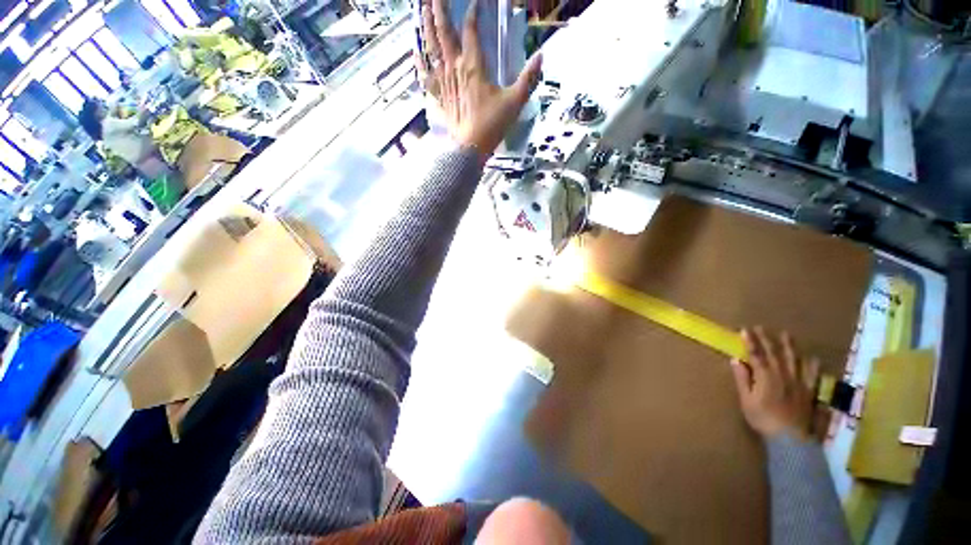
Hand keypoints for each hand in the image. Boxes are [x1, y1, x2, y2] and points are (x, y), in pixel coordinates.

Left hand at [417, 0, 542, 156]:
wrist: (470, 148)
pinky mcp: (438, 95)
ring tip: (423, 7)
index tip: (476, 2)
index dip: (473, 12)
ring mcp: (443, 81)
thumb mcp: (515, 102)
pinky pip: (426, 74)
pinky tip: (415, 49)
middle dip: (440, 9)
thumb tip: (541, 56)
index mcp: (473, 66)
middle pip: (444, 32)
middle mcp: (454, 67)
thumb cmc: (492, 125)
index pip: (471, 29)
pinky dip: (420, 60)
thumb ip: (528, 79)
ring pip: (431, 47)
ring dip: (426, 25)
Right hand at [730, 327, 820, 439]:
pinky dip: (812, 365)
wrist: (789, 439)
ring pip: (794, 360)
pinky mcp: (808, 391)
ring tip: (786, 335)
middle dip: (766, 339)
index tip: (745, 330)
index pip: (756, 355)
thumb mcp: (746, 400)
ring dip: (789, 346)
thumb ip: (742, 379)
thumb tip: (735, 360)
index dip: (750, 342)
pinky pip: (812, 375)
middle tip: (761, 327)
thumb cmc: (763, 419)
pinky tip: (812, 358)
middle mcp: (782, 375)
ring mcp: (798, 382)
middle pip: (774, 354)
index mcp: (765, 377)